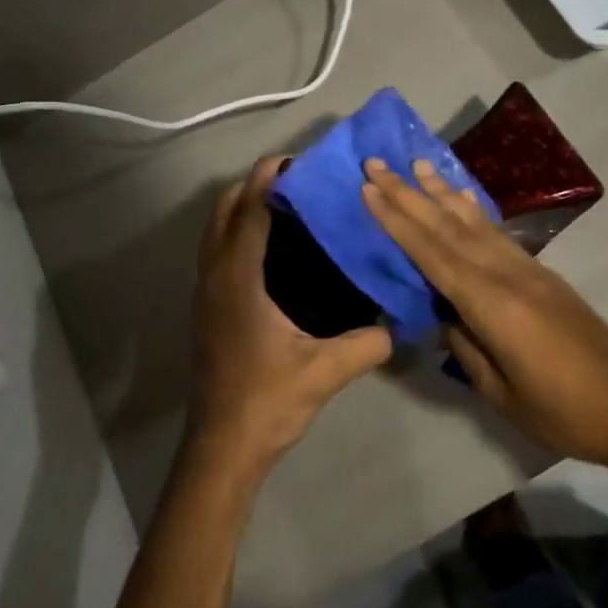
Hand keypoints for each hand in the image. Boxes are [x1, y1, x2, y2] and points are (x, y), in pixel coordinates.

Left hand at [185, 158, 394, 479]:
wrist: (222, 446)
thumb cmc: (267, 401)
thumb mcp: (325, 372)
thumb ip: (368, 343)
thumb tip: (402, 324)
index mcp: (239, 279)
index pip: (251, 210)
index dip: (270, 179)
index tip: (298, 161)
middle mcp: (215, 276)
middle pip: (224, 209)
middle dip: (253, 184)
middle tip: (297, 180)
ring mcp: (205, 292)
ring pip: (214, 229)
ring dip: (241, 206)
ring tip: (284, 204)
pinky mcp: (206, 307)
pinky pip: (215, 249)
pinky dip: (235, 230)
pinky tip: (269, 248)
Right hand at [361, 158, 607, 479]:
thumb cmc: (563, 411)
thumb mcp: (502, 393)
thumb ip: (466, 346)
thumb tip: (442, 313)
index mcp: (493, 306)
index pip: (433, 254)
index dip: (398, 221)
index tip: (370, 189)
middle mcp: (508, 275)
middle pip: (448, 228)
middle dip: (409, 194)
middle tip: (378, 163)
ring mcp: (528, 270)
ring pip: (474, 223)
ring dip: (441, 192)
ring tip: (416, 165)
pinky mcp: (542, 274)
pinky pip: (498, 233)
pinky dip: (474, 212)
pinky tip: (461, 198)